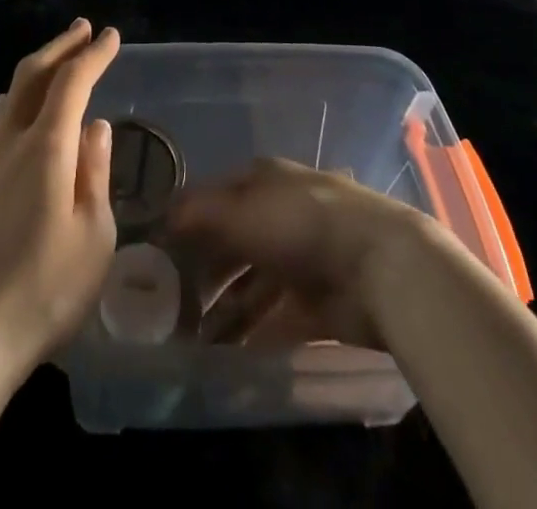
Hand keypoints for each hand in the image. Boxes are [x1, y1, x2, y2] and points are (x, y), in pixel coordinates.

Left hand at [0, 19, 119, 387]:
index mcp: (45, 147)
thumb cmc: (43, 291)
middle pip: (32, 75)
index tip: (111, 37)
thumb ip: (94, 173)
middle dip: (60, 46)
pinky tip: (18, 115)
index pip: (72, 81)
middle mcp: (8, 141)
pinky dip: (16, 102)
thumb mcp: (92, 237)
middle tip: (82, 30)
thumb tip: (95, 127)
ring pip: (9, 96)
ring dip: (36, 71)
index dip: (93, 54)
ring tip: (55, 64)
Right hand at [165, 157, 439, 350]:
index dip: (186, 222)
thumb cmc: (301, 224)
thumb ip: (198, 214)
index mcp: (263, 181)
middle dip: (202, 274)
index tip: (157, 253)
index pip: (215, 197)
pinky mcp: (317, 303)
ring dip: (223, 310)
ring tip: (192, 341)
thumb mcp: (241, 211)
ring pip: (251, 285)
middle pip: (231, 244)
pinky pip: (274, 318)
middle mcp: (279, 215)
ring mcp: (300, 259)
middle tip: (169, 306)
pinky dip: (251, 334)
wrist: (379, 266)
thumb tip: (162, 218)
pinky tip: (226, 355)